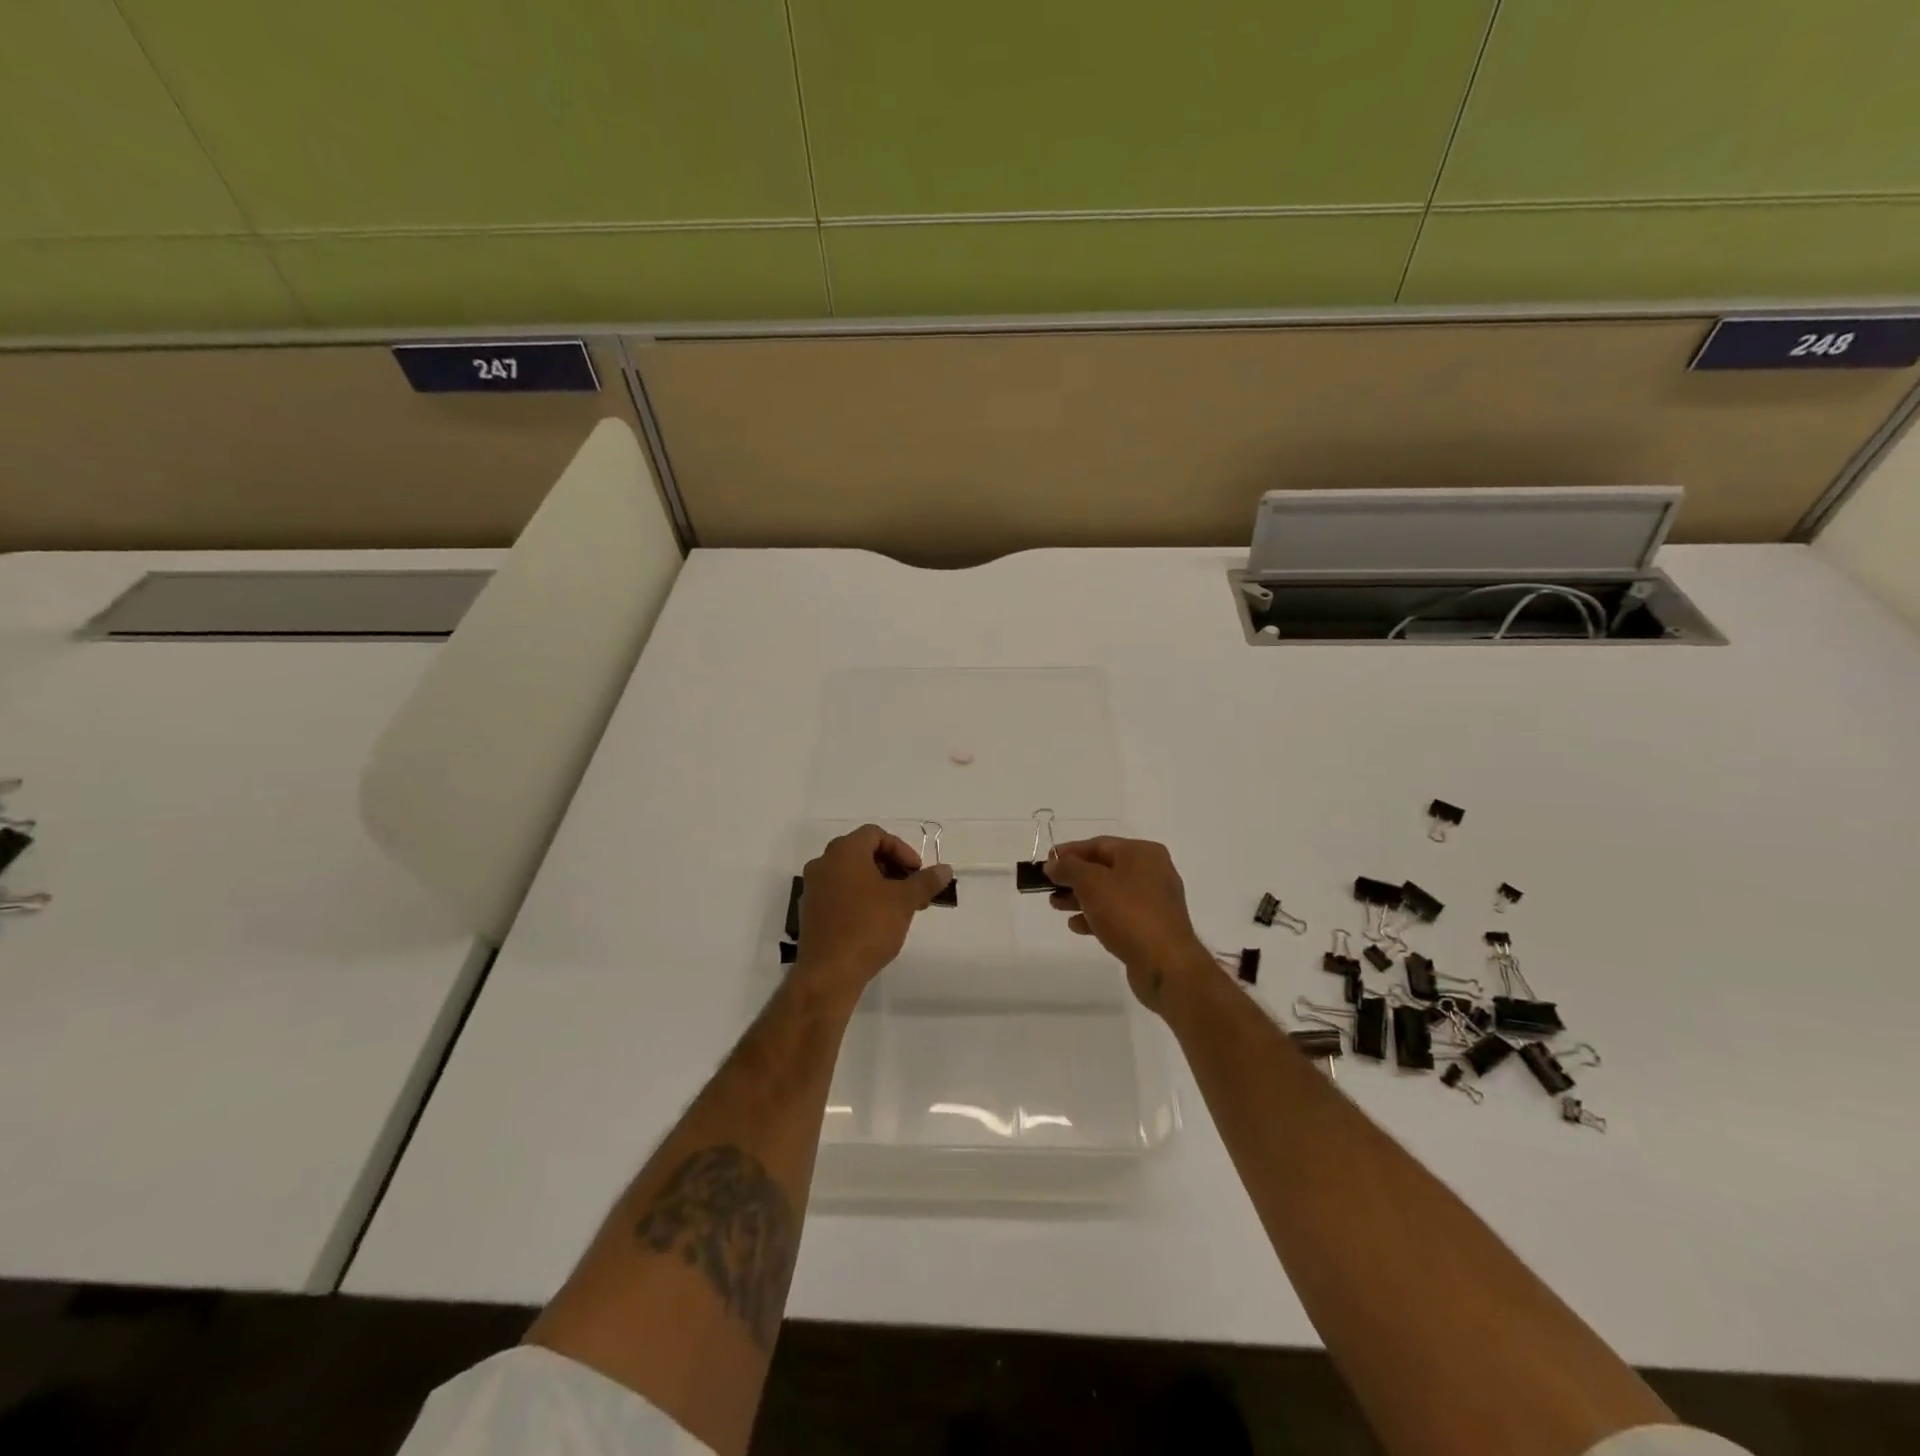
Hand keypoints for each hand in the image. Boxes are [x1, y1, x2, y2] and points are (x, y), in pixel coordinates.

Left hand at [795, 825, 952, 998]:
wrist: (829, 973)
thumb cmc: (868, 927)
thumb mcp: (904, 901)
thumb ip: (925, 881)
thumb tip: (945, 869)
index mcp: (844, 852)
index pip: (875, 834)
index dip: (901, 849)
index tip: (917, 872)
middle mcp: (824, 864)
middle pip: (862, 852)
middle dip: (892, 867)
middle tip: (912, 889)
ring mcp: (813, 888)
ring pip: (851, 875)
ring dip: (878, 884)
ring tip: (900, 908)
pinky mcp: (811, 912)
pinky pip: (839, 893)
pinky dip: (860, 898)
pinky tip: (877, 921)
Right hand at [1044, 837, 1211, 1011]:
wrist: (1165, 963)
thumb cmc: (1128, 913)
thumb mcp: (1091, 883)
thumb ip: (1069, 868)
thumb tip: (1054, 863)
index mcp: (1142, 853)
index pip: (1099, 844)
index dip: (1069, 852)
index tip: (1046, 862)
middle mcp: (1152, 872)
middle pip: (1104, 868)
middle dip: (1074, 877)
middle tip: (1049, 886)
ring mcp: (1154, 901)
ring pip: (1110, 893)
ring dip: (1081, 897)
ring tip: (1056, 906)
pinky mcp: (1152, 927)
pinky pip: (1119, 914)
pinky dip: (1097, 916)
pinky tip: (1076, 926)